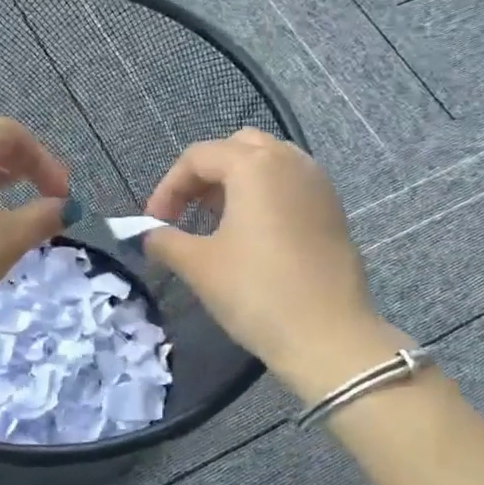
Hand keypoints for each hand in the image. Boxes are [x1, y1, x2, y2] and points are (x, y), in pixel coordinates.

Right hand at [143, 129, 391, 381]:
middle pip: (238, 148)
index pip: (198, 157)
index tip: (154, 223)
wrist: (328, 336)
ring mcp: (318, 184)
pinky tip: (254, 235)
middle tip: (187, 212)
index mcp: (255, 165)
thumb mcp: (199, 266)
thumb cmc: (257, 292)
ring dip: (238, 182)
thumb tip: (150, 235)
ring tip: (219, 221)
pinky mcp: (334, 210)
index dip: (168, 187)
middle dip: (206, 175)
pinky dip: (266, 196)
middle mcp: (290, 161)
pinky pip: (292, 185)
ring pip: (270, 163)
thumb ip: (166, 241)